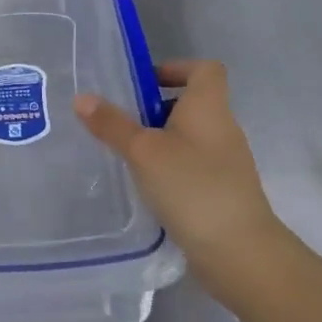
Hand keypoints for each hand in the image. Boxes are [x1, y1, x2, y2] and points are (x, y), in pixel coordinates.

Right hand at [74, 60, 286, 281]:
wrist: (240, 253)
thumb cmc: (192, 186)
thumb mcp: (143, 152)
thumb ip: (112, 124)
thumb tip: (82, 98)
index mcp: (209, 106)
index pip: (205, 69)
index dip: (177, 68)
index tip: (146, 83)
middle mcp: (223, 128)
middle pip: (193, 103)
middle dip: (157, 108)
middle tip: (123, 122)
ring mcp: (227, 163)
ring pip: (191, 137)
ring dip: (162, 141)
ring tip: (128, 156)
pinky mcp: (223, 193)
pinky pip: (193, 167)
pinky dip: (171, 169)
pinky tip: (147, 187)